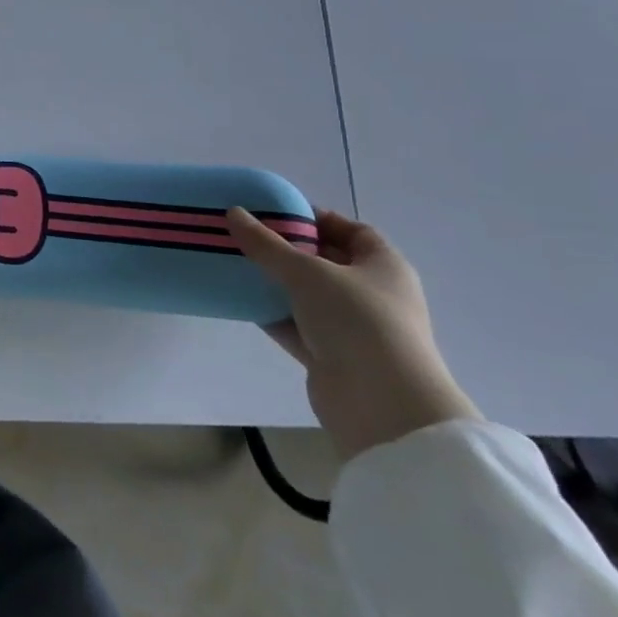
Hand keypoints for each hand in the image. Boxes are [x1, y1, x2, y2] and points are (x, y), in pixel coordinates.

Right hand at [227, 207, 480, 462]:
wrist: (382, 405)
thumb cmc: (357, 321)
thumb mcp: (307, 272)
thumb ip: (266, 243)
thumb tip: (233, 212)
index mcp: (383, 266)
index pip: (351, 231)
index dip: (316, 218)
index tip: (274, 211)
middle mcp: (372, 294)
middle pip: (325, 262)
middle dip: (286, 249)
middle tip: (245, 235)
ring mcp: (353, 328)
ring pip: (306, 295)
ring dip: (273, 282)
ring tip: (233, 263)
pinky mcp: (331, 356)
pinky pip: (295, 325)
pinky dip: (271, 313)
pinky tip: (238, 300)